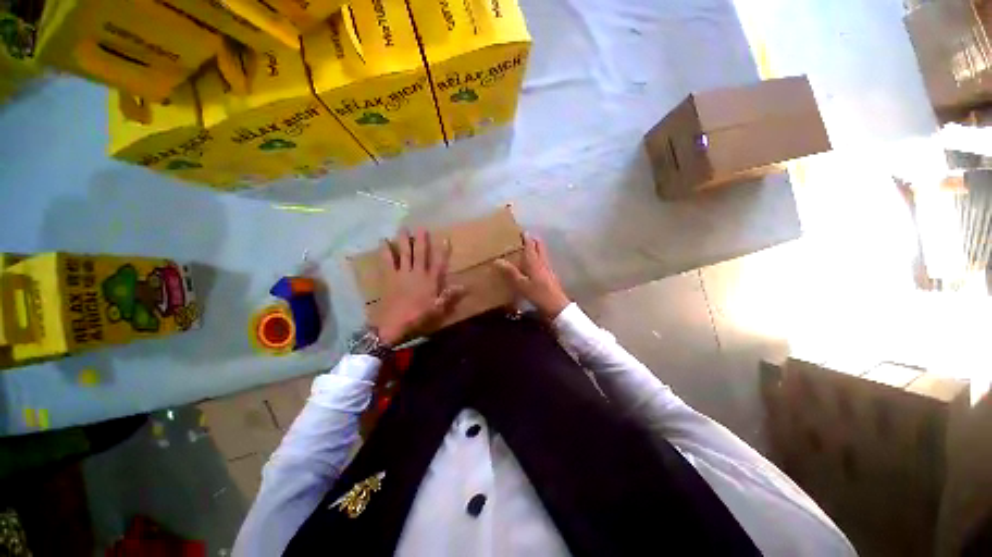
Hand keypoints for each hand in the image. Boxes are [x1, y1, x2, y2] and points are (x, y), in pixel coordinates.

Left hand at [374, 229, 465, 344]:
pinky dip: (385, 250)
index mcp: (430, 281)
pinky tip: (383, 241)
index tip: (445, 238)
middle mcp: (417, 273)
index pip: (438, 263)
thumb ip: (450, 296)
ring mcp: (402, 273)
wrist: (393, 323)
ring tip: (403, 228)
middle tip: (421, 227)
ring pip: (404, 253)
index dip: (442, 251)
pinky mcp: (389, 277)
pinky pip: (387, 260)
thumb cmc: (418, 316)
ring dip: (403, 240)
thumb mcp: (437, 309)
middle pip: (420, 253)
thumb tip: (465, 286)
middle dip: (421, 240)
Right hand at [495, 233, 570, 318]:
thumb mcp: (521, 284)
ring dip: (536, 248)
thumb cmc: (538, 294)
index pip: (530, 244)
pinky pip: (543, 260)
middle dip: (533, 240)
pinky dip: (538, 257)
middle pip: (539, 246)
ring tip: (527, 248)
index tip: (520, 231)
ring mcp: (548, 268)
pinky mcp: (551, 275)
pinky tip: (534, 264)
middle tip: (524, 237)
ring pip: (542, 252)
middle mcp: (542, 261)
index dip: (525, 237)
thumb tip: (497, 260)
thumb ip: (510, 272)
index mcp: (534, 261)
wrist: (556, 305)